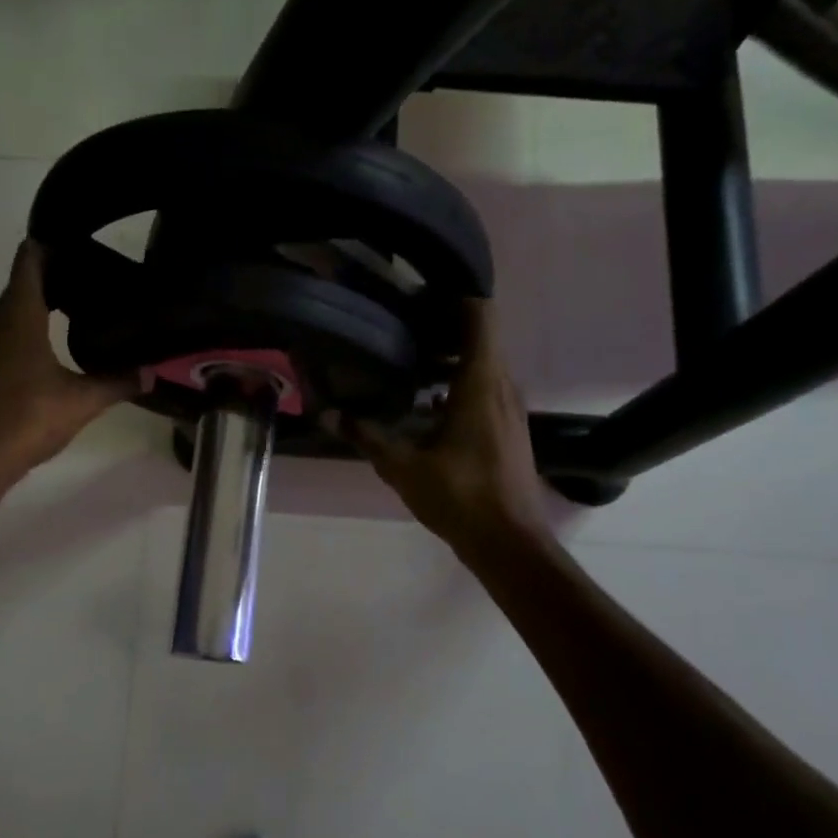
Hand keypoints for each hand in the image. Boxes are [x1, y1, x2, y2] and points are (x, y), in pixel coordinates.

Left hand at [0, 242, 139, 486]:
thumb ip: (118, 381)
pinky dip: (33, 326)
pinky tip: (58, 346)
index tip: (83, 245)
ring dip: (44, 302)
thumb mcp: (82, 401)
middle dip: (57, 274)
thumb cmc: (26, 419)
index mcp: (18, 315)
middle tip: (97, 279)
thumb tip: (152, 372)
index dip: (53, 244)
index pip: (29, 258)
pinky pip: (10, 331)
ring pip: (16, 308)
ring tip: (84, 307)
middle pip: (24, 281)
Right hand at [341, 300, 549, 554]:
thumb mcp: (403, 466)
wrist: (510, 543)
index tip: (416, 295)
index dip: (452, 296)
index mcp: (481, 382)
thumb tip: (326, 415)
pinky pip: (484, 386)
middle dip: (442, 323)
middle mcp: (502, 385)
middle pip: (479, 333)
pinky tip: (425, 401)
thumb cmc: (461, 497)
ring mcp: (509, 407)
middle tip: (398, 323)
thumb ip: (365, 436)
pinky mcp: (508, 427)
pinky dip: (457, 381)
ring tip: (406, 356)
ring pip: (483, 361)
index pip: (479, 314)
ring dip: (449, 354)